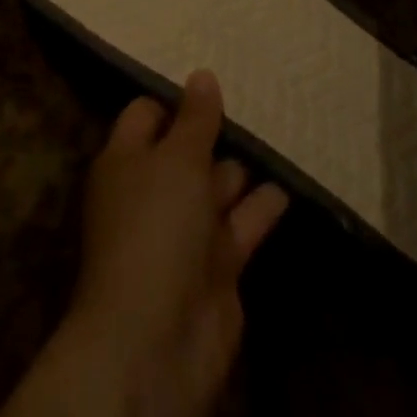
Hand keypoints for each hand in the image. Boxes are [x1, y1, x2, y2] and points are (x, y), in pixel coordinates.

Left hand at [58, 72, 287, 416]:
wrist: (156, 342)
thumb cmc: (155, 227)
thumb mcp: (176, 159)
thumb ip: (195, 119)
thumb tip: (202, 75)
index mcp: (126, 162)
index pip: (147, 115)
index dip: (175, 98)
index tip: (212, 78)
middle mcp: (152, 192)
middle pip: (185, 151)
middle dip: (215, 132)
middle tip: (257, 102)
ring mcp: (184, 233)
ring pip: (216, 187)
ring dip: (242, 168)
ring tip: (280, 133)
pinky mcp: (216, 268)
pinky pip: (242, 224)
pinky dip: (262, 206)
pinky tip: (290, 183)